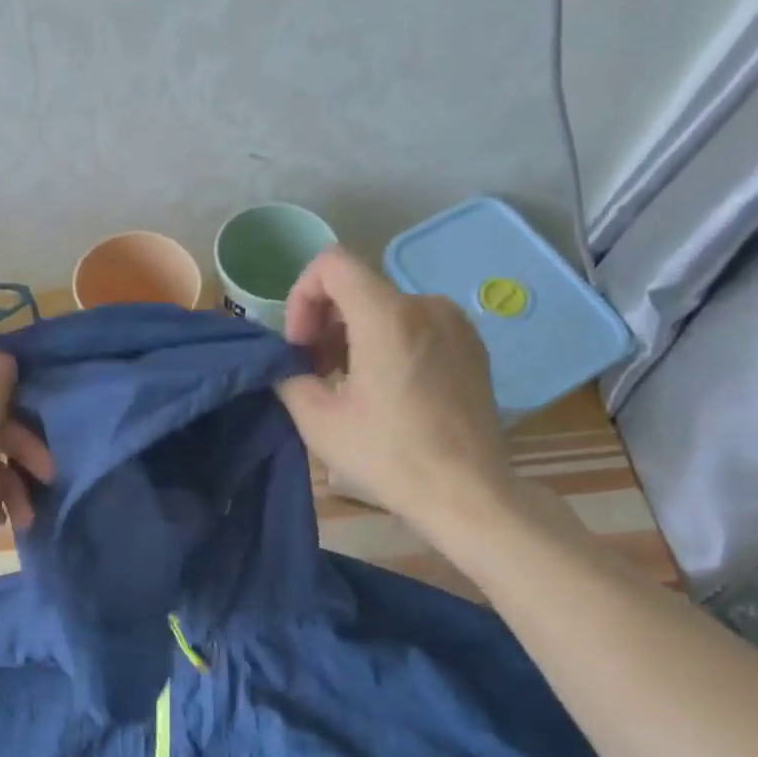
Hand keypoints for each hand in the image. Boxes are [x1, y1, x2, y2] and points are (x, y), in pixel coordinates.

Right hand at [276, 247, 519, 538]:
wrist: (468, 492)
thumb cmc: (389, 456)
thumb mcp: (319, 422)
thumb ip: (290, 378)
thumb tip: (285, 364)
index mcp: (387, 316)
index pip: (332, 264)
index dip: (302, 296)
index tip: (300, 345)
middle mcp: (426, 305)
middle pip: (359, 287)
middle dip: (325, 322)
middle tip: (315, 371)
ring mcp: (455, 324)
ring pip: (387, 308)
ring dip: (355, 336)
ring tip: (349, 386)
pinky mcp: (472, 346)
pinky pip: (417, 326)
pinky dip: (389, 344)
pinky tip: (387, 391)